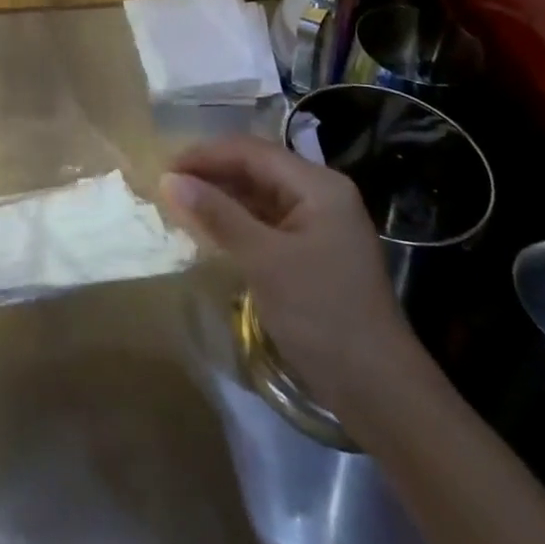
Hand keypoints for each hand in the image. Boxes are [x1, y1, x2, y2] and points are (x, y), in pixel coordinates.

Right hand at [160, 134, 412, 417]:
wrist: (380, 392)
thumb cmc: (322, 315)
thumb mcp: (264, 261)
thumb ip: (217, 215)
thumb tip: (169, 180)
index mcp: (318, 185)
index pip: (251, 151)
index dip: (205, 155)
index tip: (165, 168)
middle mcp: (320, 194)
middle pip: (256, 168)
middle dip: (212, 173)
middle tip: (168, 186)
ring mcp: (319, 223)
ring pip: (259, 194)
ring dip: (221, 197)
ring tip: (180, 204)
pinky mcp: (312, 250)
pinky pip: (266, 220)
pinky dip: (237, 220)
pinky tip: (210, 229)